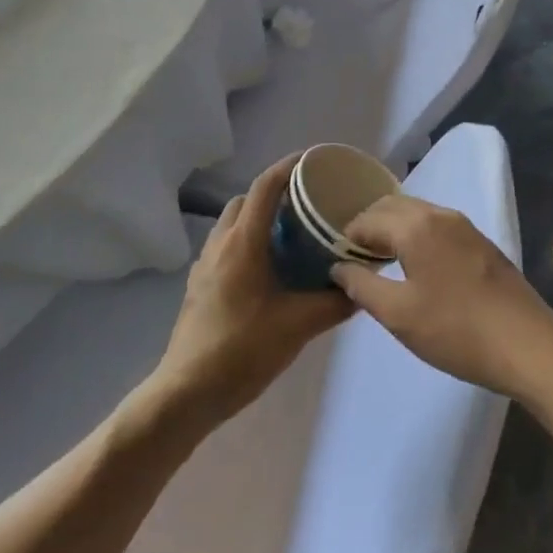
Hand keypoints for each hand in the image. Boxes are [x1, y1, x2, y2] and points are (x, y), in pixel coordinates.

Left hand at [151, 153, 353, 424]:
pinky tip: (269, 271)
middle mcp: (220, 244)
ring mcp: (204, 264)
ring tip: (292, 236)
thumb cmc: (242, 350)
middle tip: (309, 205)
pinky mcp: (199, 285)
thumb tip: (365, 285)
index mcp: (243, 243)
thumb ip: (336, 302)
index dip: (289, 166)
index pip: (266, 186)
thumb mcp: (298, 326)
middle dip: (276, 193)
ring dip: (259, 218)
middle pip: (247, 200)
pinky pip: (225, 246)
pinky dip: (247, 242)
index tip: (315, 161)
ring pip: (232, 223)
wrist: (187, 392)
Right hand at [331, 195, 552, 401]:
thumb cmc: (456, 330)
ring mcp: (465, 226)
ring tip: (382, 263)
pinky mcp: (481, 243)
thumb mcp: (398, 315)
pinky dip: (417, 235)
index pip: (367, 218)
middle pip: (392, 206)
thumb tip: (339, 267)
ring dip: (394, 229)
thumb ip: (361, 286)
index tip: (336, 261)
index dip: (346, 237)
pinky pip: (437, 226)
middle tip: (355, 259)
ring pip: (417, 213)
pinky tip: (417, 266)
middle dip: (369, 226)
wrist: (528, 346)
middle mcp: (440, 214)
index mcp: (416, 225)